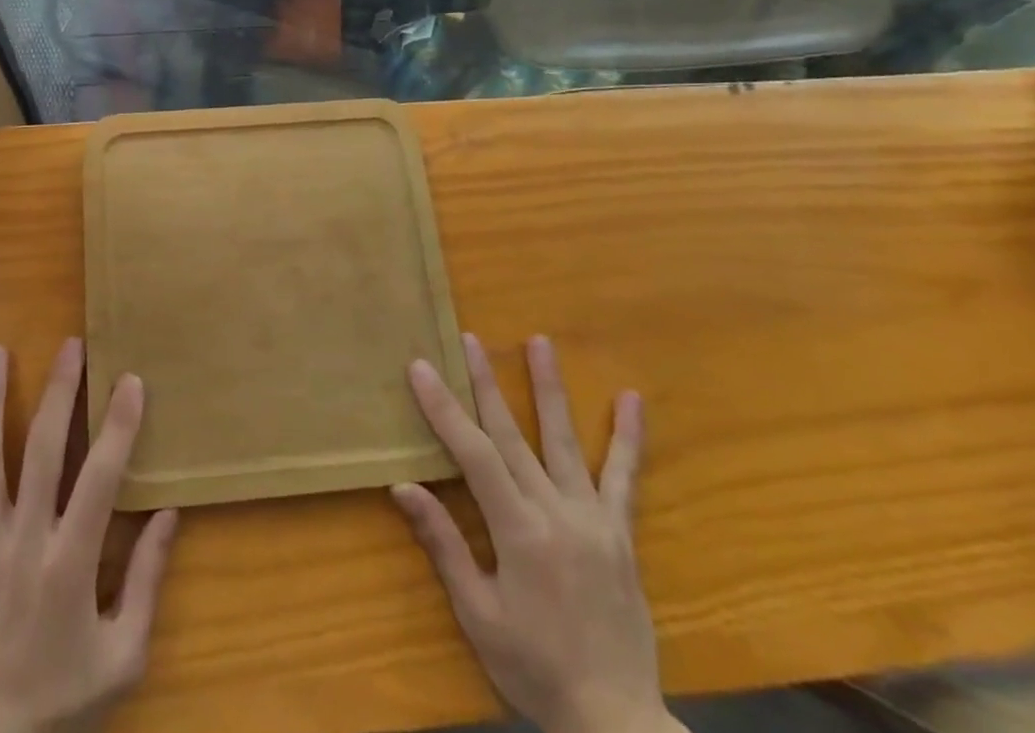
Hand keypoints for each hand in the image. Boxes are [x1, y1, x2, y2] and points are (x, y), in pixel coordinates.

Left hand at [0, 339, 179, 732]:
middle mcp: (25, 541)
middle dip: (60, 393)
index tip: (129, 379)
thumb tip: (170, 513)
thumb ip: (147, 581)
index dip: (118, 426)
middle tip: (70, 345)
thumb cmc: (59, 703)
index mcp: (71, 563)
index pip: (102, 478)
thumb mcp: (122, 657)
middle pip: (44, 451)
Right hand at [394, 334, 680, 732]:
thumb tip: (403, 486)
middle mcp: (557, 513)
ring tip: (540, 342)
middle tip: (469, 339)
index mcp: (519, 532)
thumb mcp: (479, 615)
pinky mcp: (619, 534)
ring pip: (565, 441)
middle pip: (513, 435)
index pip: (474, 454)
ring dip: (549, 388)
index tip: (421, 367)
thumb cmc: (535, 668)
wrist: (617, 724)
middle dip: (486, 383)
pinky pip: (623, 479)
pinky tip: (630, 400)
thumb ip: (444, 545)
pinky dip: (628, 438)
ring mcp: (594, 520)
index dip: (444, 408)